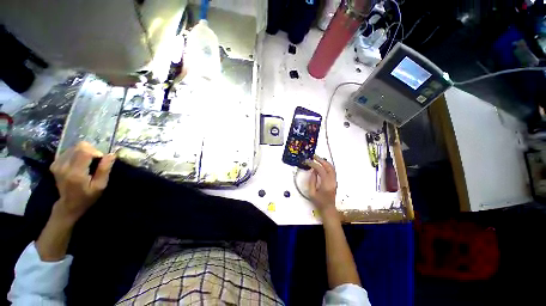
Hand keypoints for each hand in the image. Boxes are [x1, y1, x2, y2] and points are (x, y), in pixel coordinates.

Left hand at [49, 142, 114, 223]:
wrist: (68, 205)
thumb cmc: (87, 196)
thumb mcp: (100, 185)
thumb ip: (104, 169)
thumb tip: (111, 154)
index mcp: (75, 172)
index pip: (84, 151)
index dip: (96, 152)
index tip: (100, 160)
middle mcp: (63, 166)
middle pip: (79, 146)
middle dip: (91, 150)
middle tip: (95, 161)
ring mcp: (57, 164)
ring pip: (74, 147)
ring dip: (83, 152)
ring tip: (87, 163)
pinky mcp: (55, 163)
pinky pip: (68, 151)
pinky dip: (76, 154)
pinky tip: (78, 163)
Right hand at [305, 155, 337, 217]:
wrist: (328, 208)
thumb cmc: (319, 202)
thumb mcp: (311, 192)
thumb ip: (312, 180)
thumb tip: (313, 171)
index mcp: (326, 184)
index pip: (320, 170)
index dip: (314, 164)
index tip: (308, 161)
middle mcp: (332, 180)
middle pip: (328, 167)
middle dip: (321, 160)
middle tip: (314, 156)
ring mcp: (334, 180)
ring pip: (331, 168)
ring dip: (324, 162)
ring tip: (317, 158)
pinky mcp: (334, 181)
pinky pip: (332, 170)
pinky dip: (327, 165)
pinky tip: (322, 164)